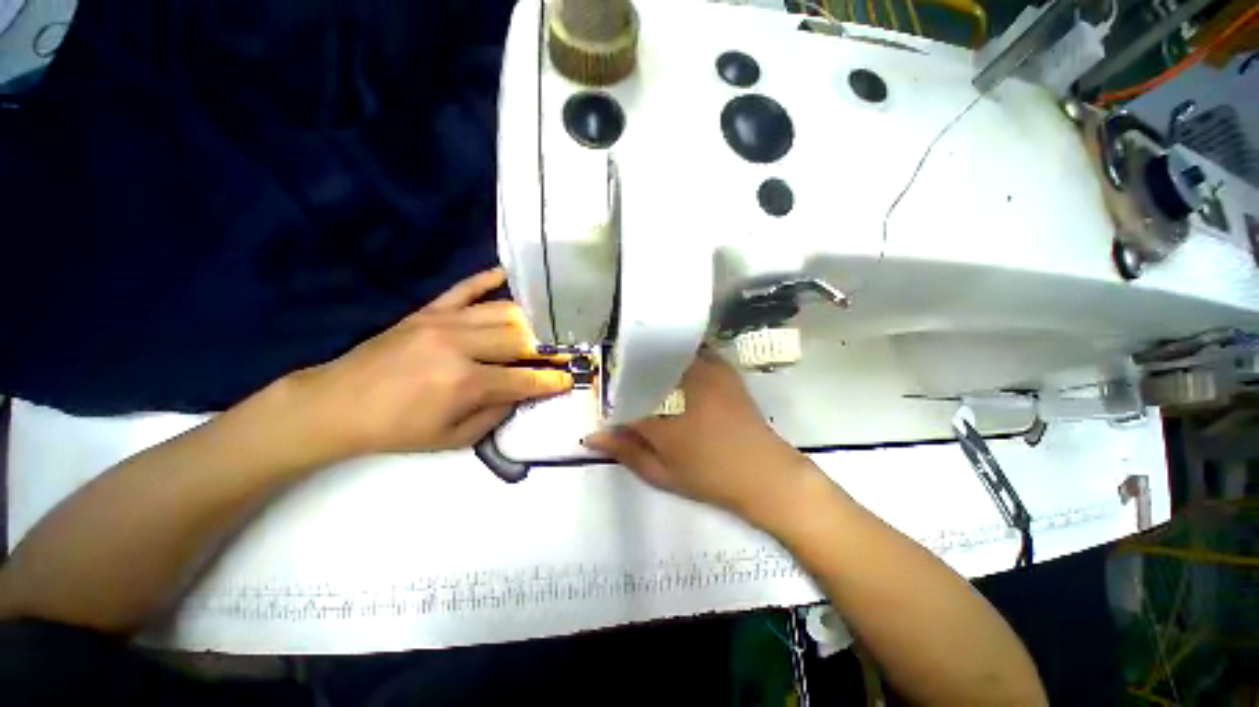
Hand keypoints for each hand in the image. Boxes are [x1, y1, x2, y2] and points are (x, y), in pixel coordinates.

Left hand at [288, 268, 572, 456]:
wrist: (337, 404)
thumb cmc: (397, 429)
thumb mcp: (453, 438)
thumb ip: (495, 415)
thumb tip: (521, 392)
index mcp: (465, 382)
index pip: (523, 378)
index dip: (551, 380)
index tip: (569, 379)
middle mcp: (460, 345)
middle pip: (520, 337)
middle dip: (545, 349)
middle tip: (557, 355)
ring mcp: (443, 321)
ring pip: (502, 311)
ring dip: (527, 322)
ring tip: (539, 331)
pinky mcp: (428, 310)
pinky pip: (465, 288)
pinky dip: (489, 279)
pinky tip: (507, 274)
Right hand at [584, 349, 814, 521]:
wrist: (767, 476)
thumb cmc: (711, 474)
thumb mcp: (662, 470)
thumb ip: (626, 450)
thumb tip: (592, 436)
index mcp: (669, 402)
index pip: (628, 390)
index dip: (612, 394)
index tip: (603, 398)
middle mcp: (687, 376)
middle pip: (651, 360)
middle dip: (634, 367)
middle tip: (623, 379)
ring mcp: (711, 369)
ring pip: (674, 352)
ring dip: (657, 359)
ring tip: (645, 372)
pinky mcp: (726, 371)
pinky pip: (696, 352)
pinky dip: (681, 356)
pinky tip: (675, 370)